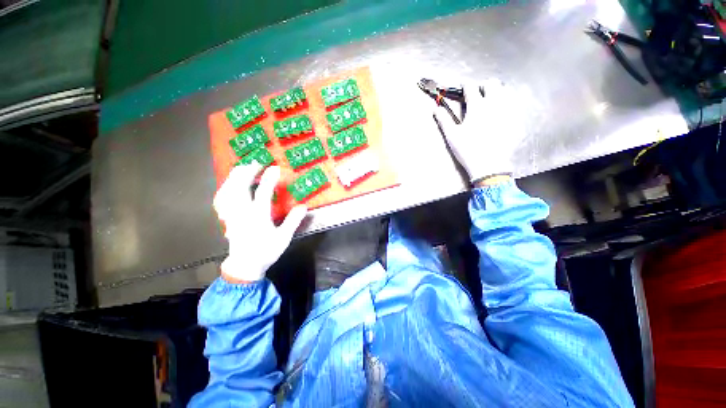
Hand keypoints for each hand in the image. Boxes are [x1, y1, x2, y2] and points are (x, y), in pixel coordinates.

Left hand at [213, 164, 306, 282]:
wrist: (245, 265)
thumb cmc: (266, 251)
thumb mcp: (284, 237)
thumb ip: (293, 221)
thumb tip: (303, 206)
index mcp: (257, 216)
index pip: (263, 192)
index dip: (269, 178)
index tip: (275, 167)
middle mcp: (242, 212)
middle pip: (239, 187)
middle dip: (246, 172)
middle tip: (255, 163)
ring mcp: (232, 215)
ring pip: (227, 191)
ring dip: (233, 178)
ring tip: (241, 169)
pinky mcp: (227, 218)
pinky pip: (220, 200)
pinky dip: (224, 189)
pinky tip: (228, 186)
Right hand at [434, 80, 522, 182]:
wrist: (489, 165)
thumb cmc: (467, 150)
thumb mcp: (452, 136)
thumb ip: (444, 120)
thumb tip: (435, 109)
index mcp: (477, 106)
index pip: (471, 87)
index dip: (465, 85)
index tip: (463, 87)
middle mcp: (494, 103)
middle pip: (492, 84)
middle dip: (483, 86)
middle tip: (478, 94)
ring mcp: (508, 111)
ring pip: (506, 91)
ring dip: (497, 92)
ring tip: (491, 100)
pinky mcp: (516, 120)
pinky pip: (514, 104)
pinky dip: (507, 103)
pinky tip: (502, 111)